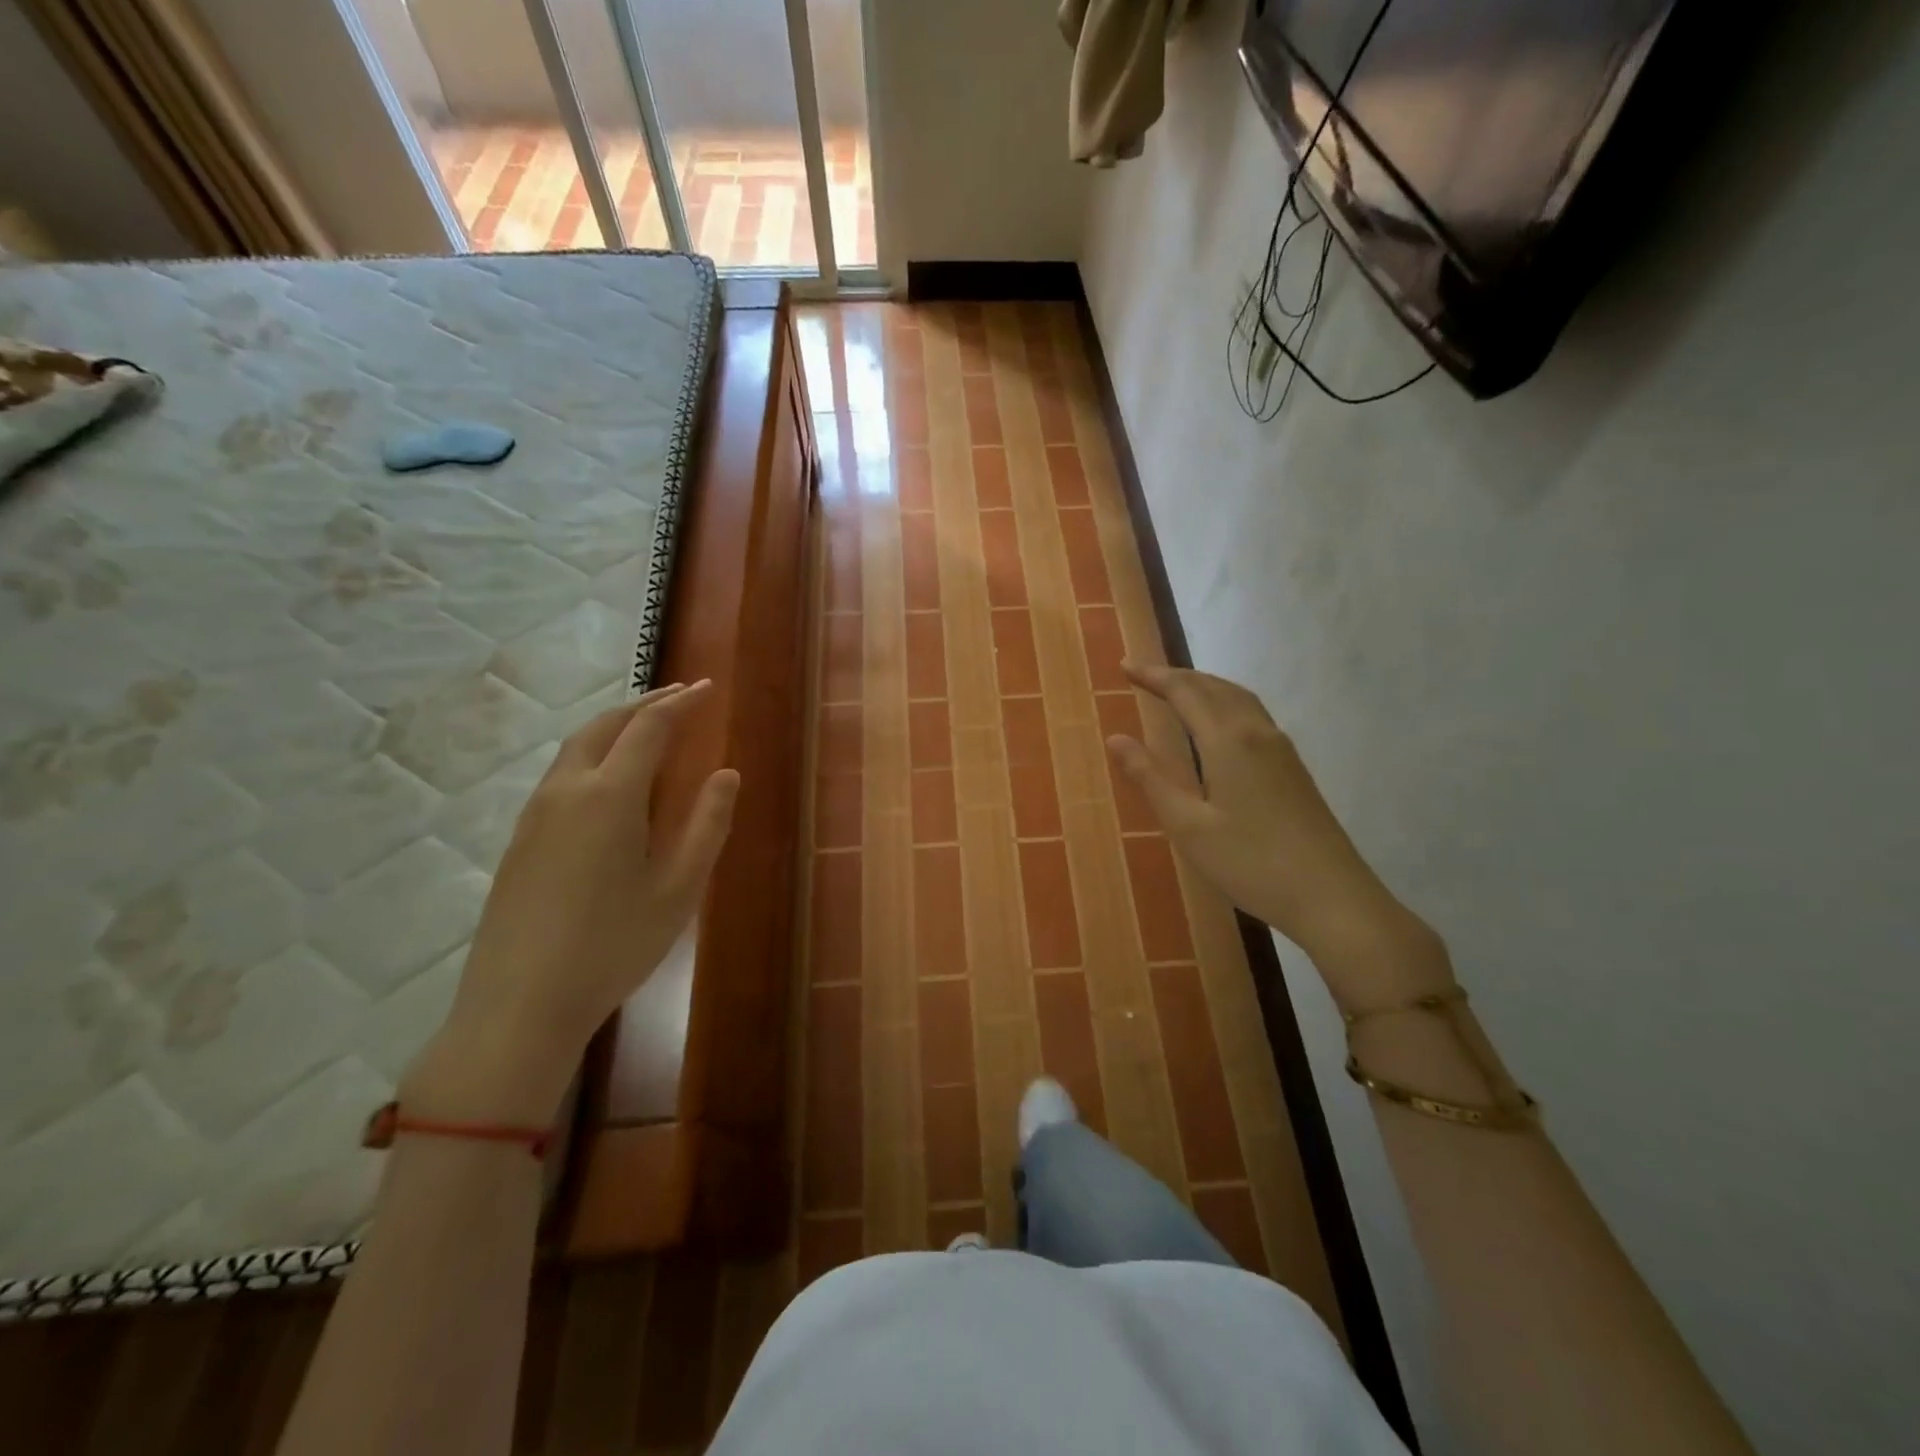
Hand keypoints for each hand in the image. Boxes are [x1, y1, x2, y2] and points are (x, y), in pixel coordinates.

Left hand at [407, 681, 738, 1122]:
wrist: (519, 1006)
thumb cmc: (613, 946)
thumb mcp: (678, 889)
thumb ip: (707, 825)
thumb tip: (727, 774)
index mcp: (610, 796)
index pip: (649, 728)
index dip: (680, 703)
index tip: (705, 688)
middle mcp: (567, 791)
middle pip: (604, 725)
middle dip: (643, 704)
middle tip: (678, 696)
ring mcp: (535, 815)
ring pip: (575, 747)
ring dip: (614, 726)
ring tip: (646, 727)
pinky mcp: (520, 840)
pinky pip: (561, 774)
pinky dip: (593, 753)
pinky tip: (608, 779)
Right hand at [1105, 662, 1449, 1008]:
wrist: (1332, 897)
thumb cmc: (1250, 863)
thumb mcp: (1188, 825)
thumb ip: (1150, 778)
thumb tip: (1116, 738)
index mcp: (1228, 741)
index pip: (1185, 692)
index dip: (1154, 676)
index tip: (1125, 667)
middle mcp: (1257, 733)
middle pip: (1215, 687)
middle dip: (1178, 676)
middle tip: (1144, 675)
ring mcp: (1282, 750)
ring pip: (1239, 699)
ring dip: (1205, 686)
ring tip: (1178, 690)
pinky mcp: (1294, 769)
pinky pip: (1253, 716)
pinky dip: (1226, 704)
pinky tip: (1219, 725)